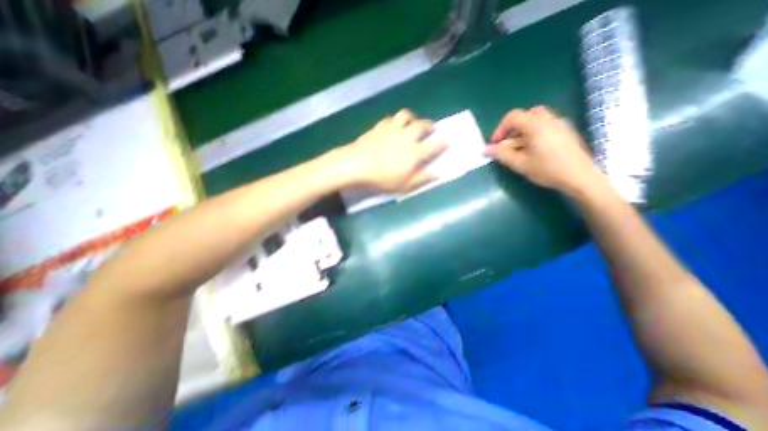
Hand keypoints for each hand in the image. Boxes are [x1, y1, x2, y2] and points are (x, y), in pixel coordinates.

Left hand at [336, 110, 451, 191]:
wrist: (356, 165)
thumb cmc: (382, 179)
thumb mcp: (404, 185)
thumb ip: (422, 178)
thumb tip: (437, 173)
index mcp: (415, 152)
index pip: (435, 144)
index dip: (443, 142)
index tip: (448, 140)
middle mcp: (407, 136)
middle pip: (422, 125)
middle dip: (430, 126)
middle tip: (431, 129)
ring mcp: (392, 129)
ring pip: (406, 115)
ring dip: (412, 118)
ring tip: (412, 123)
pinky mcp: (379, 126)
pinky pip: (390, 118)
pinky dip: (395, 121)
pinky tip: (393, 126)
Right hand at [486, 107, 605, 196]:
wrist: (580, 177)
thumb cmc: (547, 169)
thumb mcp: (520, 163)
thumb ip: (501, 154)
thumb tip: (486, 150)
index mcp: (536, 125)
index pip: (512, 117)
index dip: (500, 129)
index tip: (495, 145)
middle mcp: (549, 119)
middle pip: (525, 116)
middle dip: (512, 129)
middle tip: (507, 144)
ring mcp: (560, 124)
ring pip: (536, 121)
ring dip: (522, 132)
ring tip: (519, 149)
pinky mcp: (566, 132)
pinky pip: (545, 126)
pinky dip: (534, 134)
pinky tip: (533, 151)